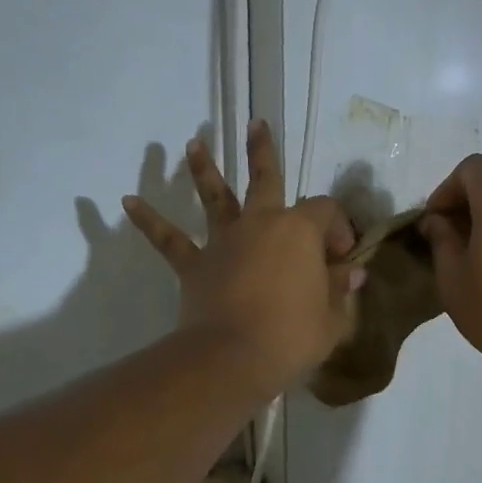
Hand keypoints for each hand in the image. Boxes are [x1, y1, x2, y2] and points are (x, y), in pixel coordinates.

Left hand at [125, 121, 360, 394]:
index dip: (339, 229)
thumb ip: (342, 290)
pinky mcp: (195, 265)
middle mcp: (261, 224)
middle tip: (257, 124)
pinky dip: (150, 221)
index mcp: (300, 231)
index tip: (344, 261)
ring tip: (193, 145)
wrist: (235, 357)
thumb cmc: (294, 336)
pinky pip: (169, 240)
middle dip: (263, 151)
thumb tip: (353, 273)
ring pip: (215, 197)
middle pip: (264, 178)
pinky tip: (128, 202)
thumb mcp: (333, 318)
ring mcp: (224, 242)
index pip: (326, 212)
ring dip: (204, 169)